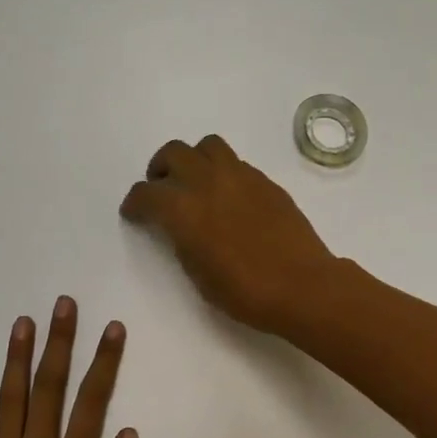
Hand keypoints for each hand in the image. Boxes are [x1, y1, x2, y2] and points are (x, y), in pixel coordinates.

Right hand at [119, 135, 337, 333]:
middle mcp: (207, 182)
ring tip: (196, 182)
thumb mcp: (198, 274)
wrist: (302, 286)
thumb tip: (181, 227)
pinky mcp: (265, 181)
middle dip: (160, 169)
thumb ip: (182, 241)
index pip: (146, 194)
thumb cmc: (244, 292)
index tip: (134, 213)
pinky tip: (229, 196)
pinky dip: (222, 172)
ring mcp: (240, 176)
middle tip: (162, 189)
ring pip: (207, 146)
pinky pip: (235, 162)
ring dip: (193, 159)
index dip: (134, 204)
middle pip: (173, 153)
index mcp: (183, 209)